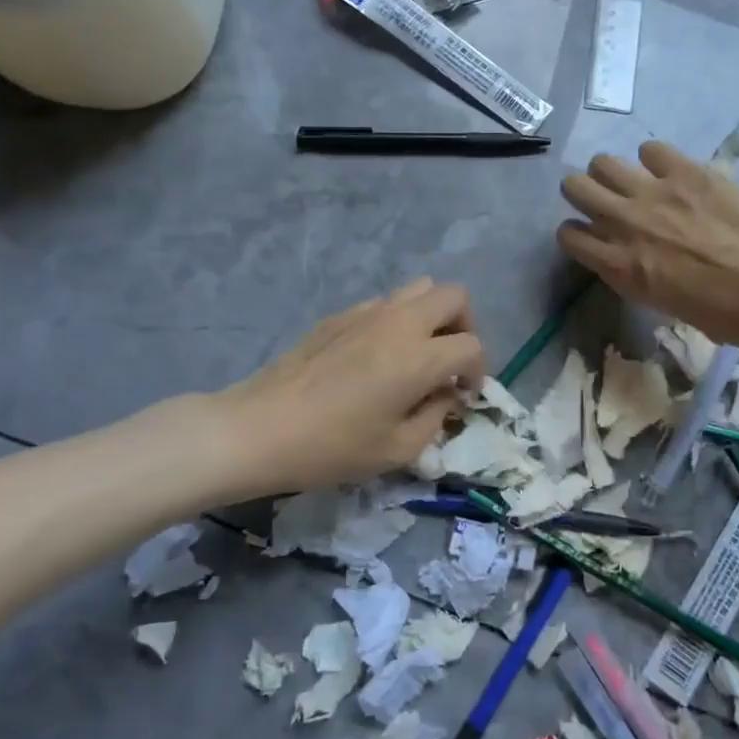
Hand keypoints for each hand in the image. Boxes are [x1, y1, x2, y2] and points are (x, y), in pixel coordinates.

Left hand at [217, 280, 484, 492]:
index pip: (472, 346)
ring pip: (420, 288)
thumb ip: (435, 418)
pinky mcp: (341, 314)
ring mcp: (368, 312)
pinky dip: (398, 319)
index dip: (478, 371)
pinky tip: (378, 356)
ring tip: (418, 352)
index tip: (462, 395)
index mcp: (419, 357)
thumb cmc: (332, 447)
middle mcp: (400, 322)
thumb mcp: (397, 450)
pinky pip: (386, 302)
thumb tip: (445, 395)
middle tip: (450, 362)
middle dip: (464, 327)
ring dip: (432, 315)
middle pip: (455, 296)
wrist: (260, 428)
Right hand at [558, 142, 738, 353]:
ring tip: (634, 181)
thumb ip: (634, 275)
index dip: (576, 233)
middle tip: (605, 200)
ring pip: (603, 162)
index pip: (568, 235)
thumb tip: (630, 258)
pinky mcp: (685, 170)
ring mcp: (653, 192)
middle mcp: (624, 223)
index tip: (590, 234)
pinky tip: (671, 172)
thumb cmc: (723, 314)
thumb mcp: (662, 303)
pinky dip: (656, 160)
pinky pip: (651, 149)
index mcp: (618, 265)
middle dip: (584, 193)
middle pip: (575, 187)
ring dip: (612, 173)